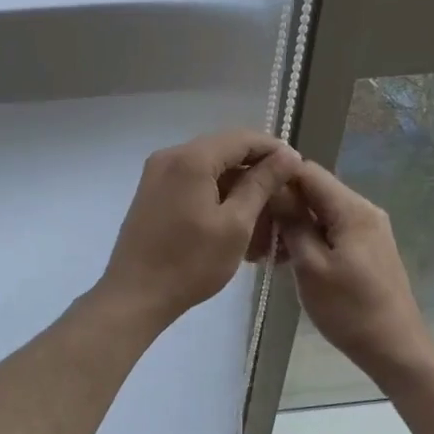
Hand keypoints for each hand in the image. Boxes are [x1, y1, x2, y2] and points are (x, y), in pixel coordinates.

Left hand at [97, 130, 303, 328]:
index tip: (298, 170)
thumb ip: (262, 184)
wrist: (135, 295)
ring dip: (237, 184)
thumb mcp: (235, 224)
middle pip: (224, 149)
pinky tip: (234, 218)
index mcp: (192, 158)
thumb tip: (288, 155)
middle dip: (256, 169)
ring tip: (263, 212)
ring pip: (209, 166)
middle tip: (284, 194)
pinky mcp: (152, 191)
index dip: (274, 150)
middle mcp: (171, 155)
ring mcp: (157, 172)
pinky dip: (216, 193)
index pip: (243, 138)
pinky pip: (192, 180)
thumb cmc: (190, 263)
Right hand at [273, 161, 433, 377]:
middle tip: (255, 233)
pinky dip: (310, 238)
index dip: (277, 178)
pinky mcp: (368, 247)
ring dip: (294, 225)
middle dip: (283, 205)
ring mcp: (369, 229)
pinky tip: (289, 260)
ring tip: (266, 251)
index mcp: (352, 208)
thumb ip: (293, 222)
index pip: (308, 171)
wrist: (395, 349)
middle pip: (315, 190)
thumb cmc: (349, 309)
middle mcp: (364, 209)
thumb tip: (275, 188)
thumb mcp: (311, 266)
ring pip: (322, 212)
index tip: (251, 198)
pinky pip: (333, 229)